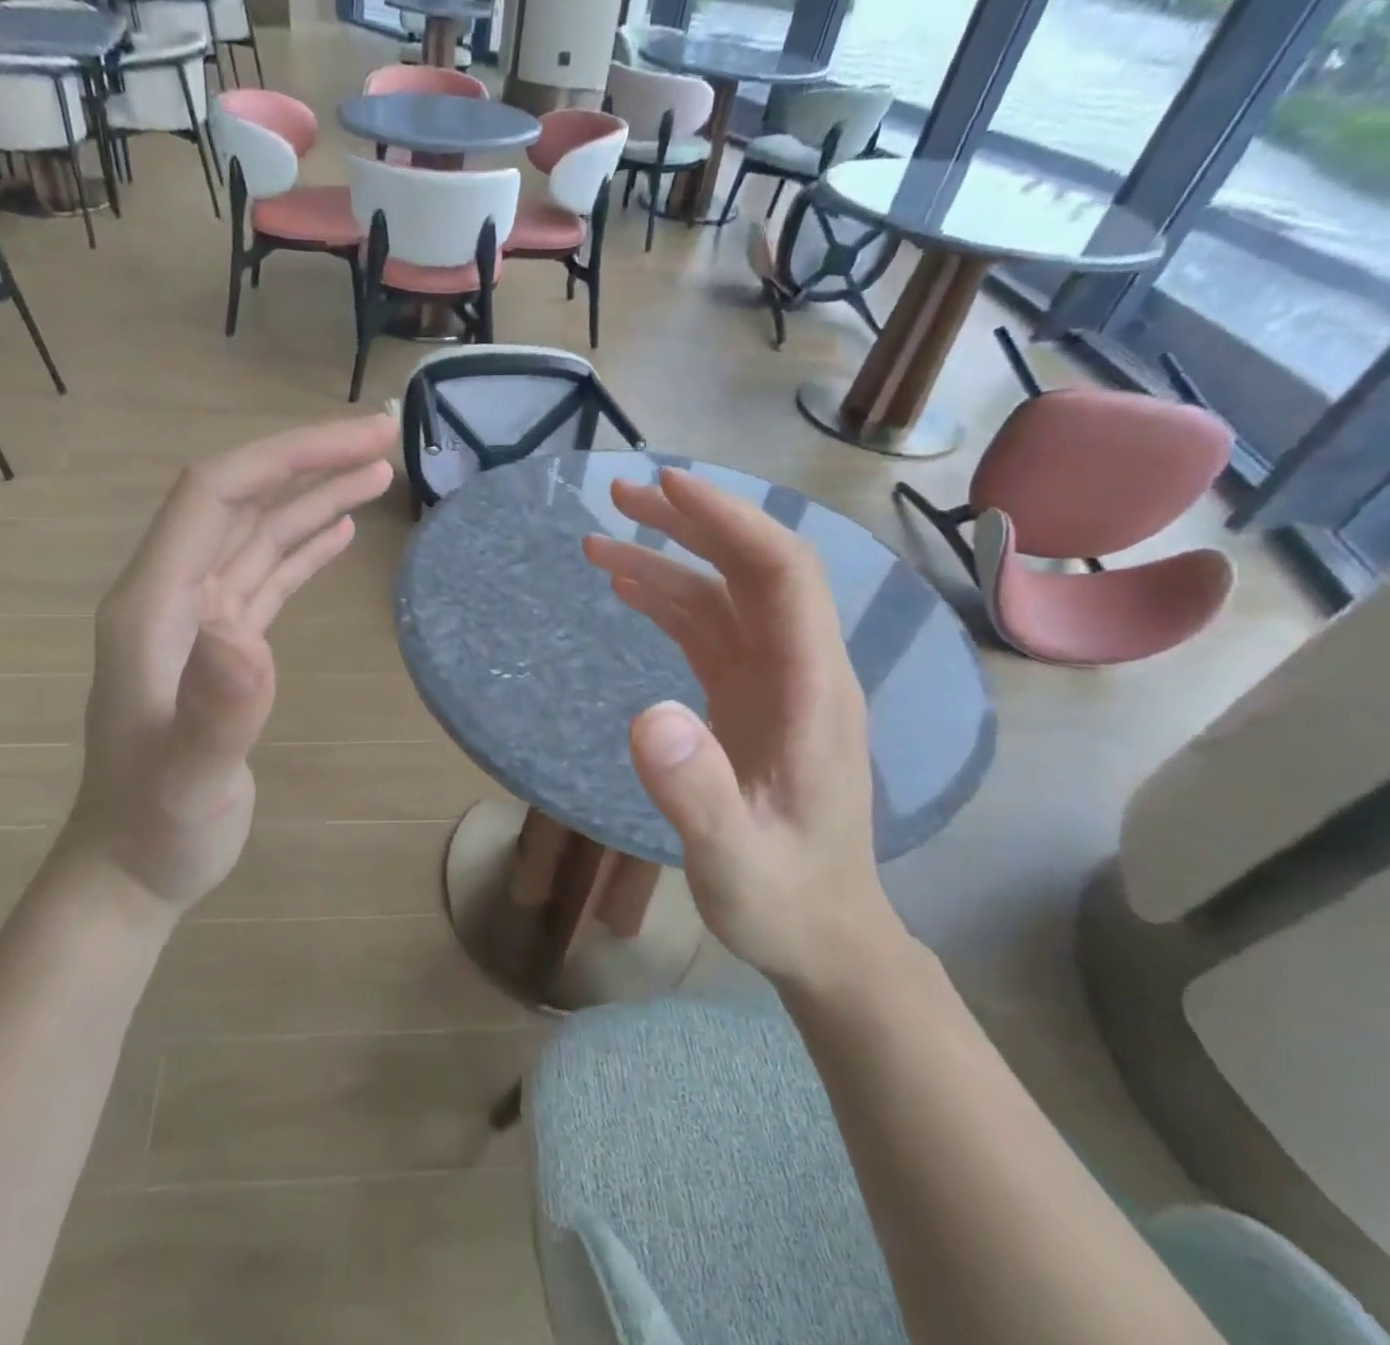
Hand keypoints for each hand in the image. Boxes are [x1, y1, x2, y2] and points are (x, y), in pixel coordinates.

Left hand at [58, 414, 397, 916]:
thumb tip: (244, 631)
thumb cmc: (157, 828)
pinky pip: (267, 577)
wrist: (133, 867)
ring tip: (377, 471)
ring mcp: (200, 621)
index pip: (215, 495)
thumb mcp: (187, 779)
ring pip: (259, 535)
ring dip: (314, 498)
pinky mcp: (225, 648)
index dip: (285, 458)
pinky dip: (303, 547)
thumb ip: (215, 710)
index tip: (358, 441)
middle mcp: (174, 596)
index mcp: (155, 604)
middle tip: (386, 438)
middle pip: (243, 501)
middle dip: (310, 461)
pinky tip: (337, 530)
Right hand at [583, 468, 902, 987]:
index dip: (728, 522)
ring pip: (724, 594)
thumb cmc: (785, 899)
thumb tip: (647, 715)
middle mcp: (799, 670)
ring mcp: (774, 683)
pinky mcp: (749, 698)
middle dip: (690, 523)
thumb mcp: (735, 860)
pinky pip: (708, 630)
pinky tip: (627, 588)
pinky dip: (667, 599)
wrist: (823, 934)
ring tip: (599, 538)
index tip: (666, 487)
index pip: (780, 575)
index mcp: (812, 690)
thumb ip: (696, 793)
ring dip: (667, 558)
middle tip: (617, 495)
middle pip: (752, 568)